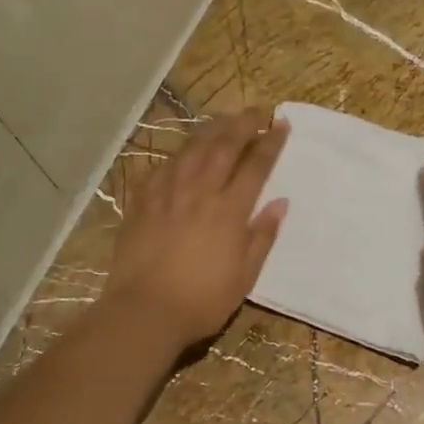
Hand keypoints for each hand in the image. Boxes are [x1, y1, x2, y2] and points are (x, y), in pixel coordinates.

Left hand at [103, 109, 289, 350]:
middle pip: (223, 147)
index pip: (255, 166)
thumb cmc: (202, 301)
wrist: (144, 311)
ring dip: (211, 130)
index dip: (270, 143)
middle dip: (242, 125)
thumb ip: (262, 236)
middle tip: (256, 112)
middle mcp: (199, 192)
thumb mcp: (245, 276)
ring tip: (223, 120)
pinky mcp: (142, 202)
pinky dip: (178, 154)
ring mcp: (167, 194)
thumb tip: (280, 203)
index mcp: (229, 211)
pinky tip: (183, 152)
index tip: (281, 125)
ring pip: (191, 150)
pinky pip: (162, 167)